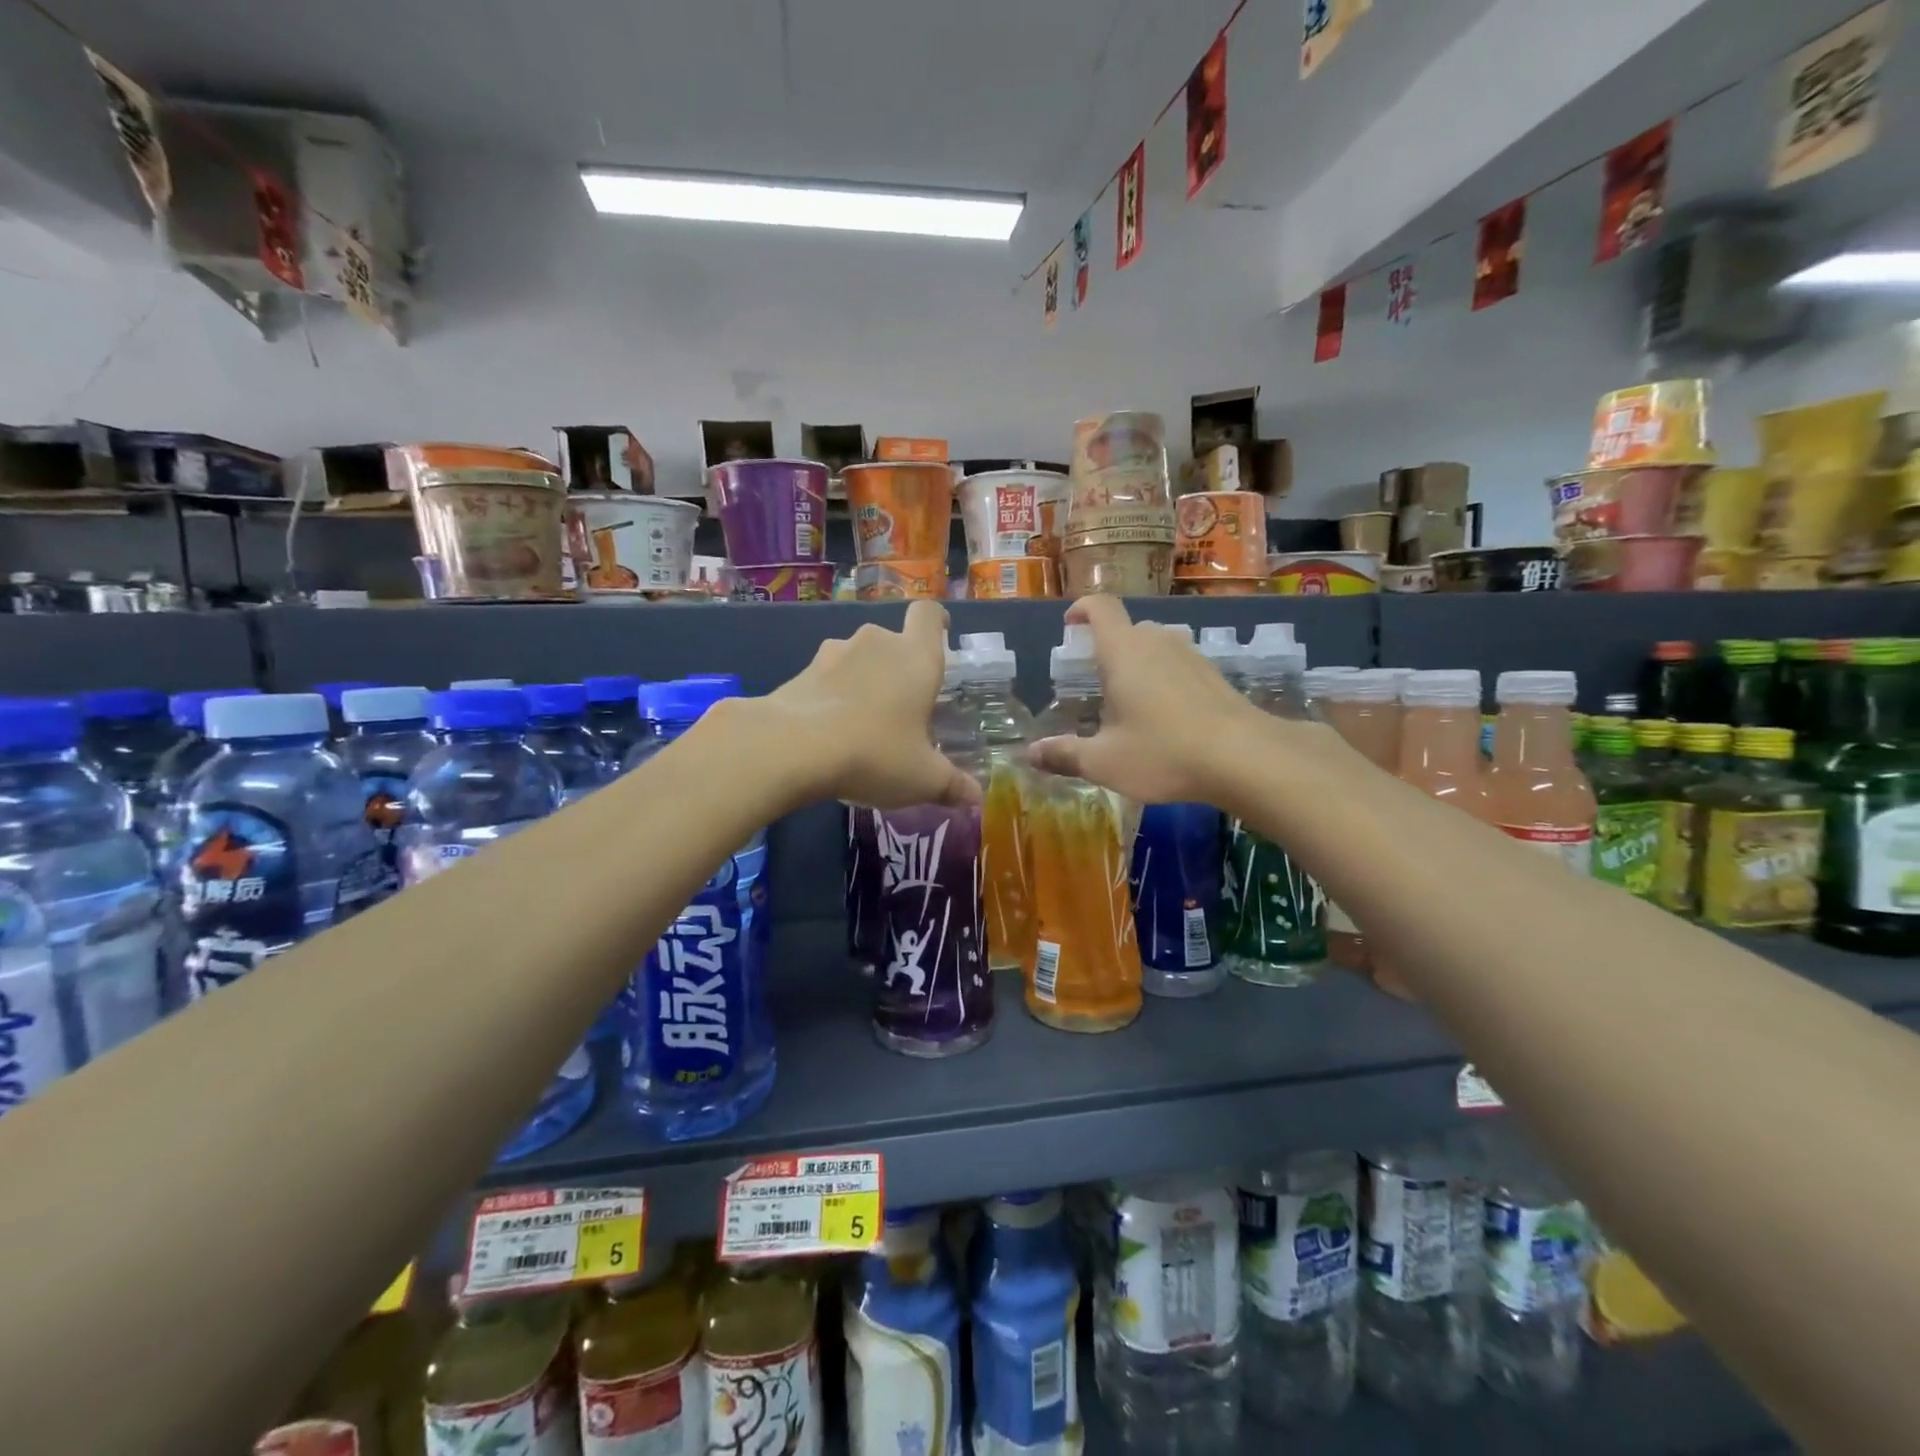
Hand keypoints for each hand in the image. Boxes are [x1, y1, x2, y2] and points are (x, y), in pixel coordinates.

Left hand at [757, 599, 979, 809]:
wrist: (792, 748)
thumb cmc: (874, 753)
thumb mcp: (922, 779)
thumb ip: (952, 785)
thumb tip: (975, 797)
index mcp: (916, 657)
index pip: (928, 615)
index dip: (935, 622)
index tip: (939, 636)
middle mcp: (876, 643)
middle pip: (893, 642)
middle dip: (898, 668)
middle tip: (902, 707)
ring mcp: (834, 653)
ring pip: (857, 658)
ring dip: (863, 680)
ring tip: (862, 722)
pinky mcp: (801, 671)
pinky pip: (827, 677)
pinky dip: (832, 696)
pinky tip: (829, 732)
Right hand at [1028, 595, 1259, 803]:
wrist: (1245, 758)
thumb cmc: (1164, 753)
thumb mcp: (1105, 762)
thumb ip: (1065, 755)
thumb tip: (1031, 754)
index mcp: (1123, 652)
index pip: (1100, 608)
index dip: (1082, 609)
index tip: (1070, 623)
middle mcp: (1157, 642)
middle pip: (1127, 629)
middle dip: (1108, 648)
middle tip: (1096, 682)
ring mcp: (1190, 655)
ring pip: (1156, 646)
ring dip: (1139, 664)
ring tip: (1130, 702)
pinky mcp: (1214, 674)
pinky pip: (1178, 664)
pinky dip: (1164, 678)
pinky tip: (1166, 716)